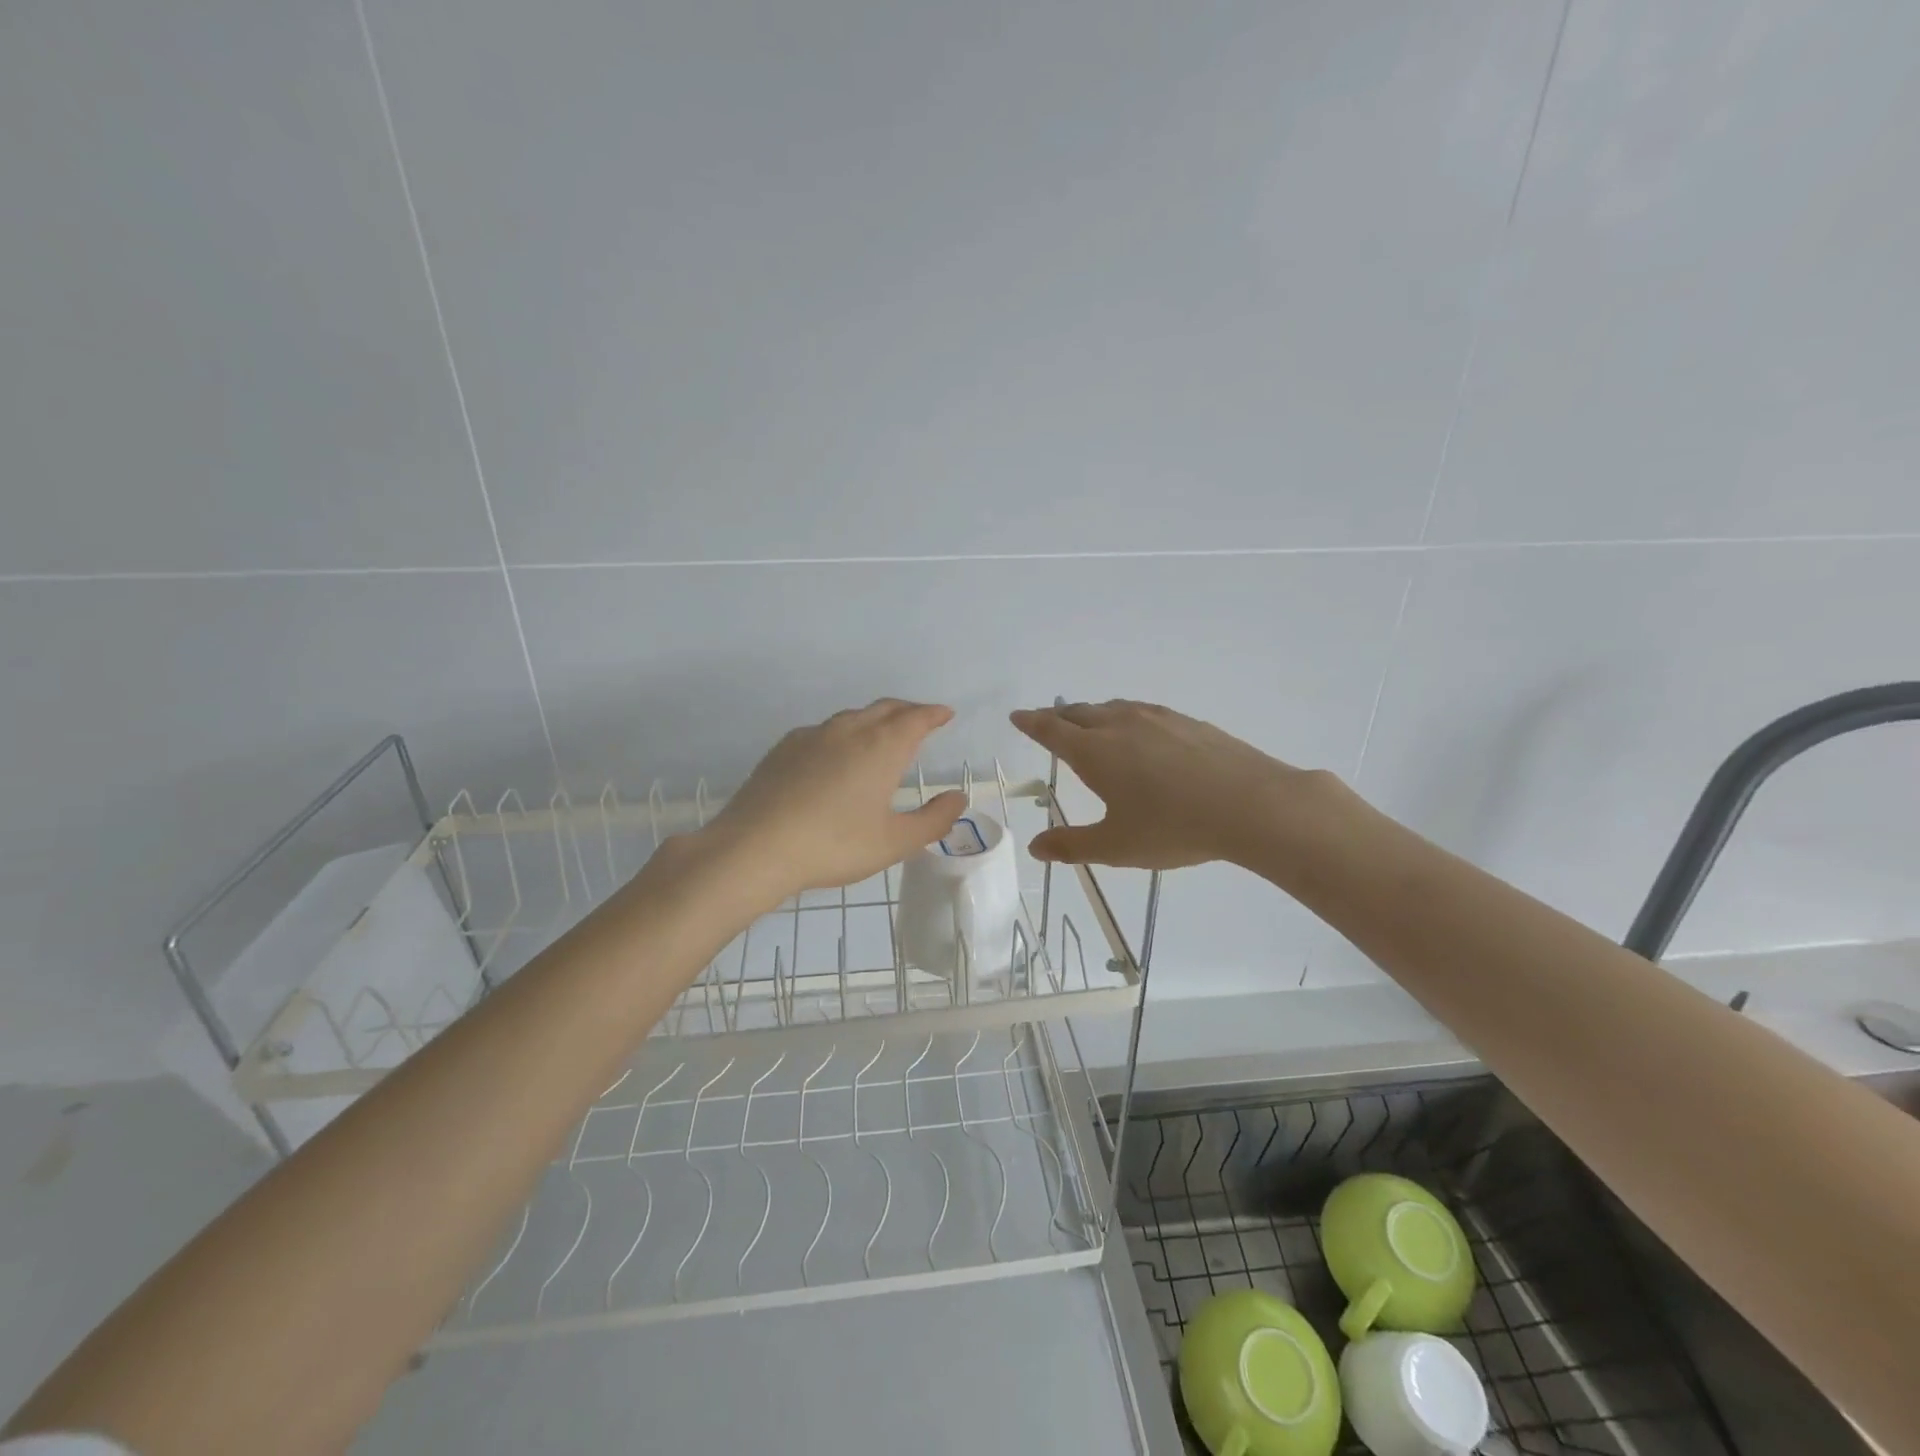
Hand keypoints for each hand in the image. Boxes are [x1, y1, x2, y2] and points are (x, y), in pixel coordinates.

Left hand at [695, 699, 967, 906]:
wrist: (755, 847)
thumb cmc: (834, 845)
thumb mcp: (894, 842)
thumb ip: (933, 820)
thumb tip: (958, 798)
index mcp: (881, 747)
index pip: (915, 718)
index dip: (933, 714)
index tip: (945, 714)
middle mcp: (849, 730)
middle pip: (885, 708)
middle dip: (907, 710)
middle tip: (920, 719)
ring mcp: (812, 736)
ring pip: (852, 717)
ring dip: (874, 719)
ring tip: (882, 734)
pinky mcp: (784, 748)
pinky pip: (823, 731)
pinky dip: (842, 733)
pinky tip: (836, 754)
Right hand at [1010, 700, 1313, 868]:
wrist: (1251, 805)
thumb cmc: (1173, 827)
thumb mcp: (1116, 846)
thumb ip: (1072, 846)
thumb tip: (1036, 847)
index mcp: (1095, 751)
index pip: (1051, 730)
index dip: (1031, 723)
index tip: (1017, 716)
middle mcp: (1120, 725)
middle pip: (1079, 712)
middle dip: (1058, 716)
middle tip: (1047, 721)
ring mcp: (1157, 719)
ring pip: (1113, 708)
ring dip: (1092, 713)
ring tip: (1089, 722)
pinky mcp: (1188, 722)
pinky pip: (1143, 712)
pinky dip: (1126, 716)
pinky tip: (1140, 731)